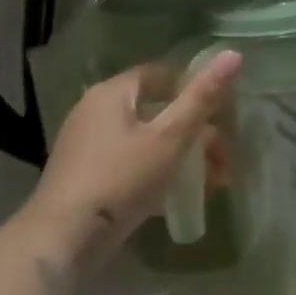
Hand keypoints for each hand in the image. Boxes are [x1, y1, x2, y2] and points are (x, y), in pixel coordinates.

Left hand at [14, 50, 241, 277]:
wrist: (62, 240)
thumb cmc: (120, 179)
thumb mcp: (170, 138)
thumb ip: (202, 98)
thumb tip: (233, 54)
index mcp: (112, 93)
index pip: (161, 74)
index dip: (195, 88)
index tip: (223, 113)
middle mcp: (95, 111)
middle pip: (156, 110)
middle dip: (196, 132)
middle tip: (224, 158)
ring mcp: (87, 146)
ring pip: (146, 140)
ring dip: (182, 157)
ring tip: (212, 183)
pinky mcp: (86, 176)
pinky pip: (131, 163)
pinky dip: (157, 173)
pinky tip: (179, 197)